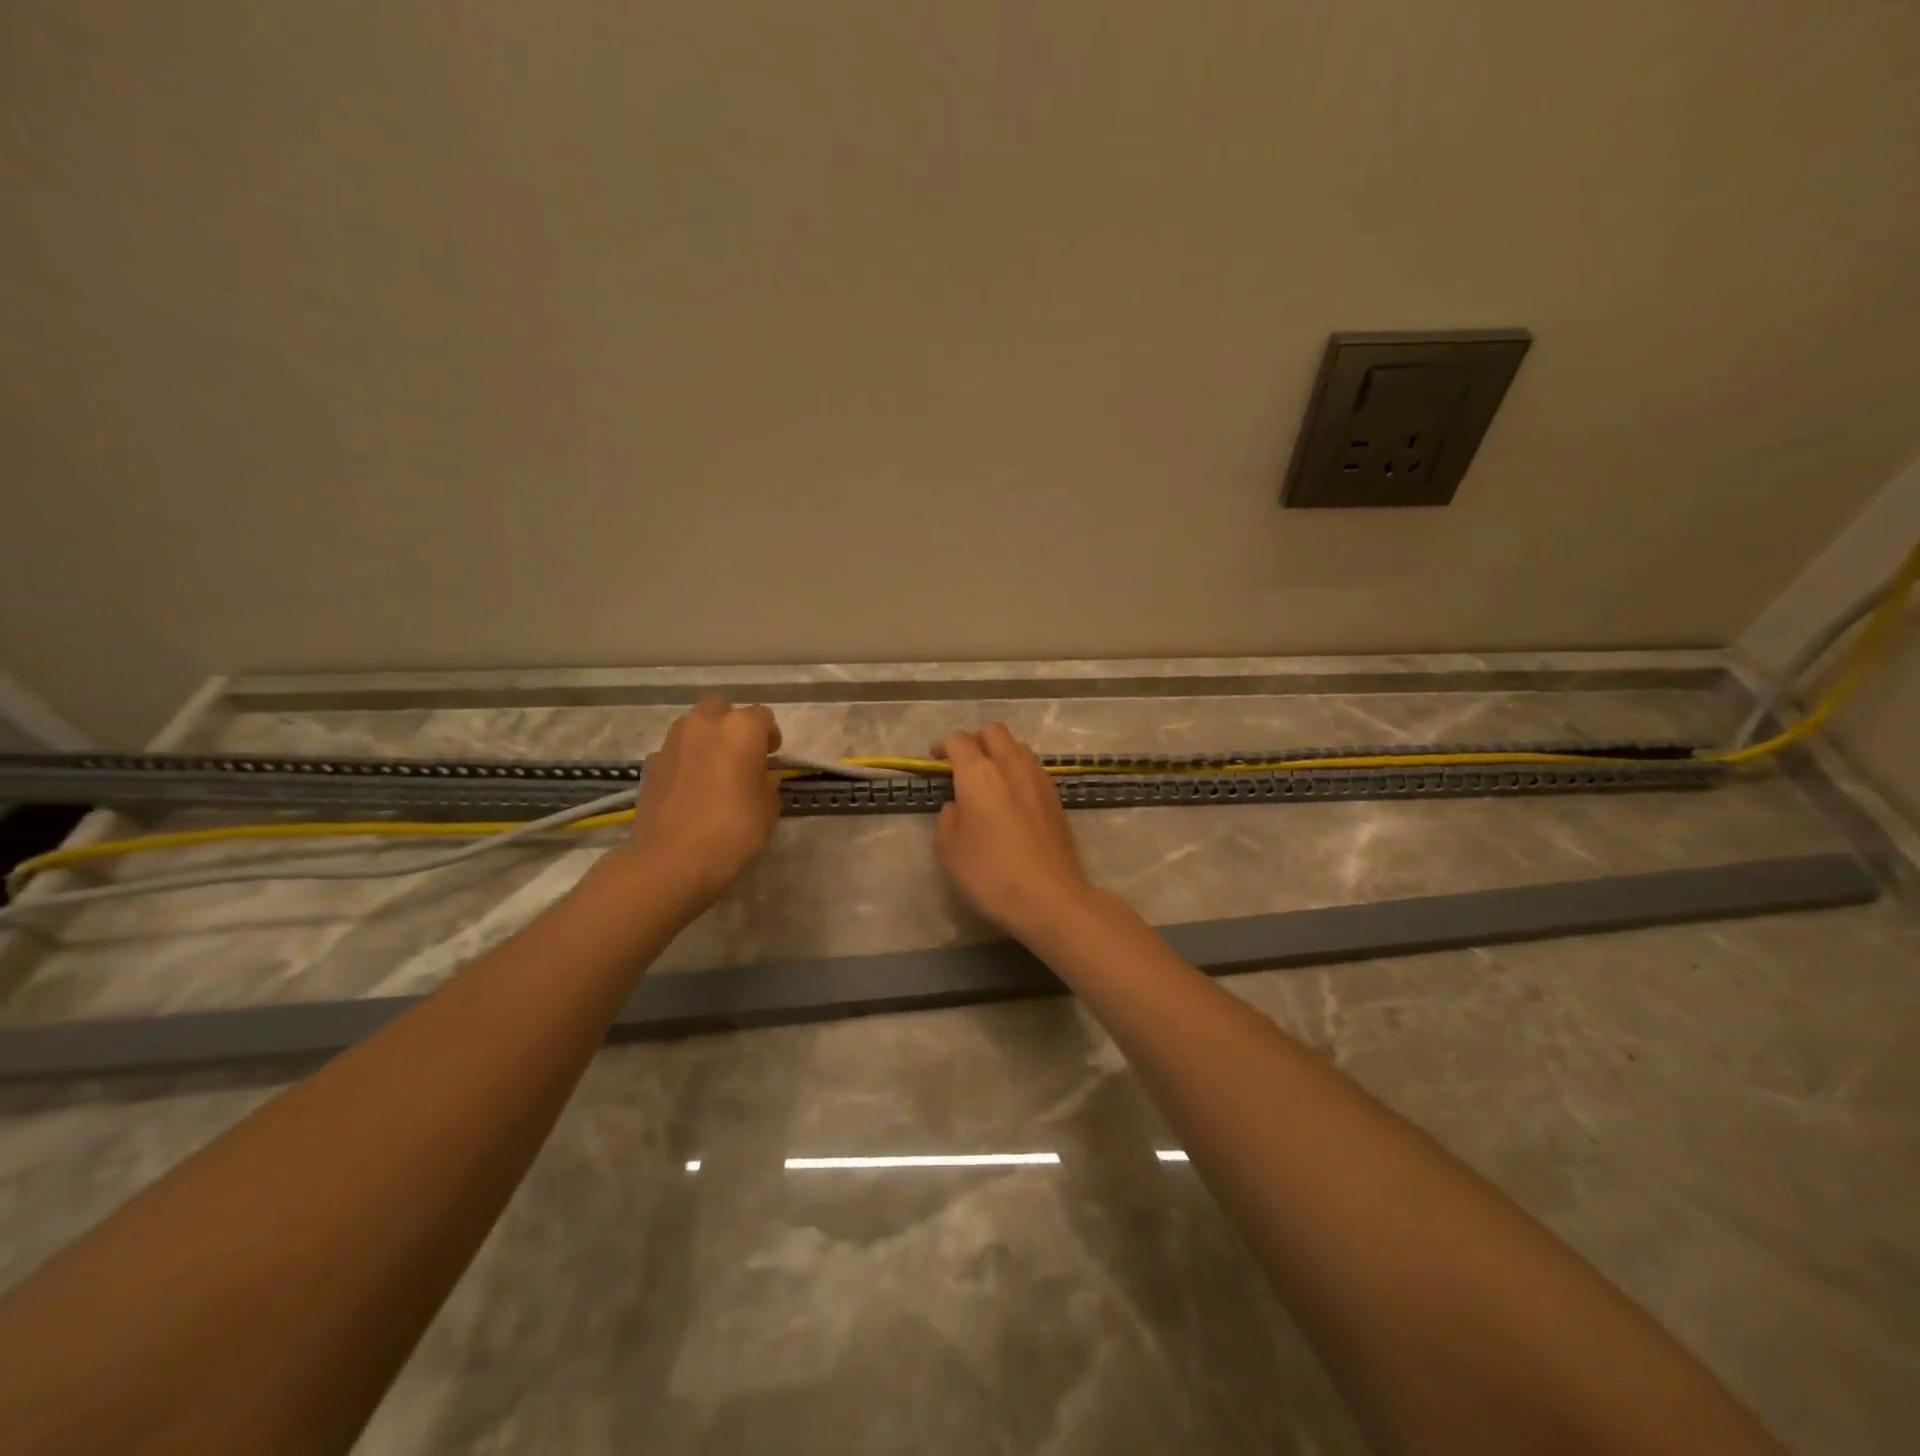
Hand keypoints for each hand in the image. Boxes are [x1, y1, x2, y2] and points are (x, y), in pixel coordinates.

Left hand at [624, 697, 782, 906]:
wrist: (673, 858)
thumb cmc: (733, 829)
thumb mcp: (768, 806)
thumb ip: (766, 780)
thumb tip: (758, 774)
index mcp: (740, 728)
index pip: (762, 717)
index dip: (770, 736)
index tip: (772, 758)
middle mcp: (704, 724)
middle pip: (721, 710)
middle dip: (732, 726)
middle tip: (742, 755)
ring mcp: (671, 742)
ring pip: (693, 727)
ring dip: (706, 740)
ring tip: (714, 771)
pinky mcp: (649, 764)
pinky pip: (674, 752)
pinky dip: (684, 762)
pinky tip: (690, 789)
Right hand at [933, 724, 1094, 940]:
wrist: (1049, 897)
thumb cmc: (990, 874)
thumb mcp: (949, 851)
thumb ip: (947, 819)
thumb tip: (958, 805)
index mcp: (978, 774)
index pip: (959, 741)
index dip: (944, 745)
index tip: (936, 760)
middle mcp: (1010, 766)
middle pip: (994, 732)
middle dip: (976, 741)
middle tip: (964, 764)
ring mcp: (1038, 779)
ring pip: (1017, 747)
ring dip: (1001, 753)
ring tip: (990, 779)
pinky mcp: (1056, 797)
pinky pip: (1033, 768)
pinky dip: (1018, 771)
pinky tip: (1012, 798)